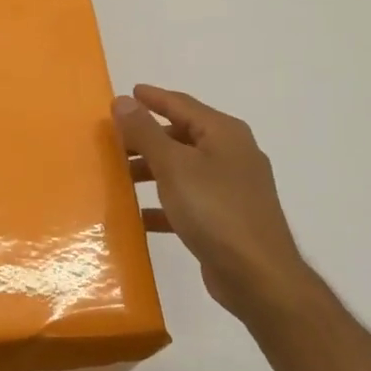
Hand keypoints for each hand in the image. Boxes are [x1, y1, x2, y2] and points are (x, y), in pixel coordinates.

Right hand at [113, 84, 314, 321]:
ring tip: (118, 176)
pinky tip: (137, 216)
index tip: (125, 94)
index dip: (152, 98)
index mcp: (224, 133)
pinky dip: (162, 204)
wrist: (257, 275)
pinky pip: (186, 201)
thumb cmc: (215, 210)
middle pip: (181, 136)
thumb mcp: (173, 166)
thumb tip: (122, 101)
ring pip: (182, 169)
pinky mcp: (225, 219)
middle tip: (112, 140)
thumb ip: (145, 132)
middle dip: (146, 137)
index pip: (181, 104)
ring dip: (151, 171)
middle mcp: (231, 155)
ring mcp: (231, 188)